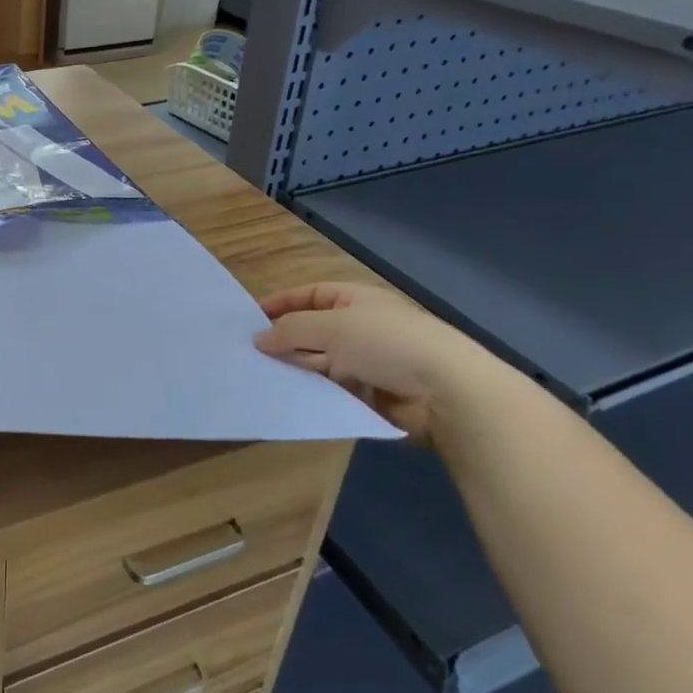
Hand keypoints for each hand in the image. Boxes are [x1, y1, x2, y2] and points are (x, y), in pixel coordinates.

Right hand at [254, 283, 500, 446]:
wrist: (445, 392)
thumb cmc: (387, 343)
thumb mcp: (332, 327)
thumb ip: (291, 331)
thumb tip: (258, 338)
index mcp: (356, 300)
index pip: (311, 295)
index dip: (282, 302)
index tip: (250, 317)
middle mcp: (360, 328)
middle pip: (312, 330)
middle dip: (284, 340)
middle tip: (247, 352)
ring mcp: (366, 363)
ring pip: (319, 362)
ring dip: (295, 368)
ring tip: (258, 376)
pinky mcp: (369, 396)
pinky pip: (331, 390)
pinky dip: (312, 392)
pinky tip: (286, 397)